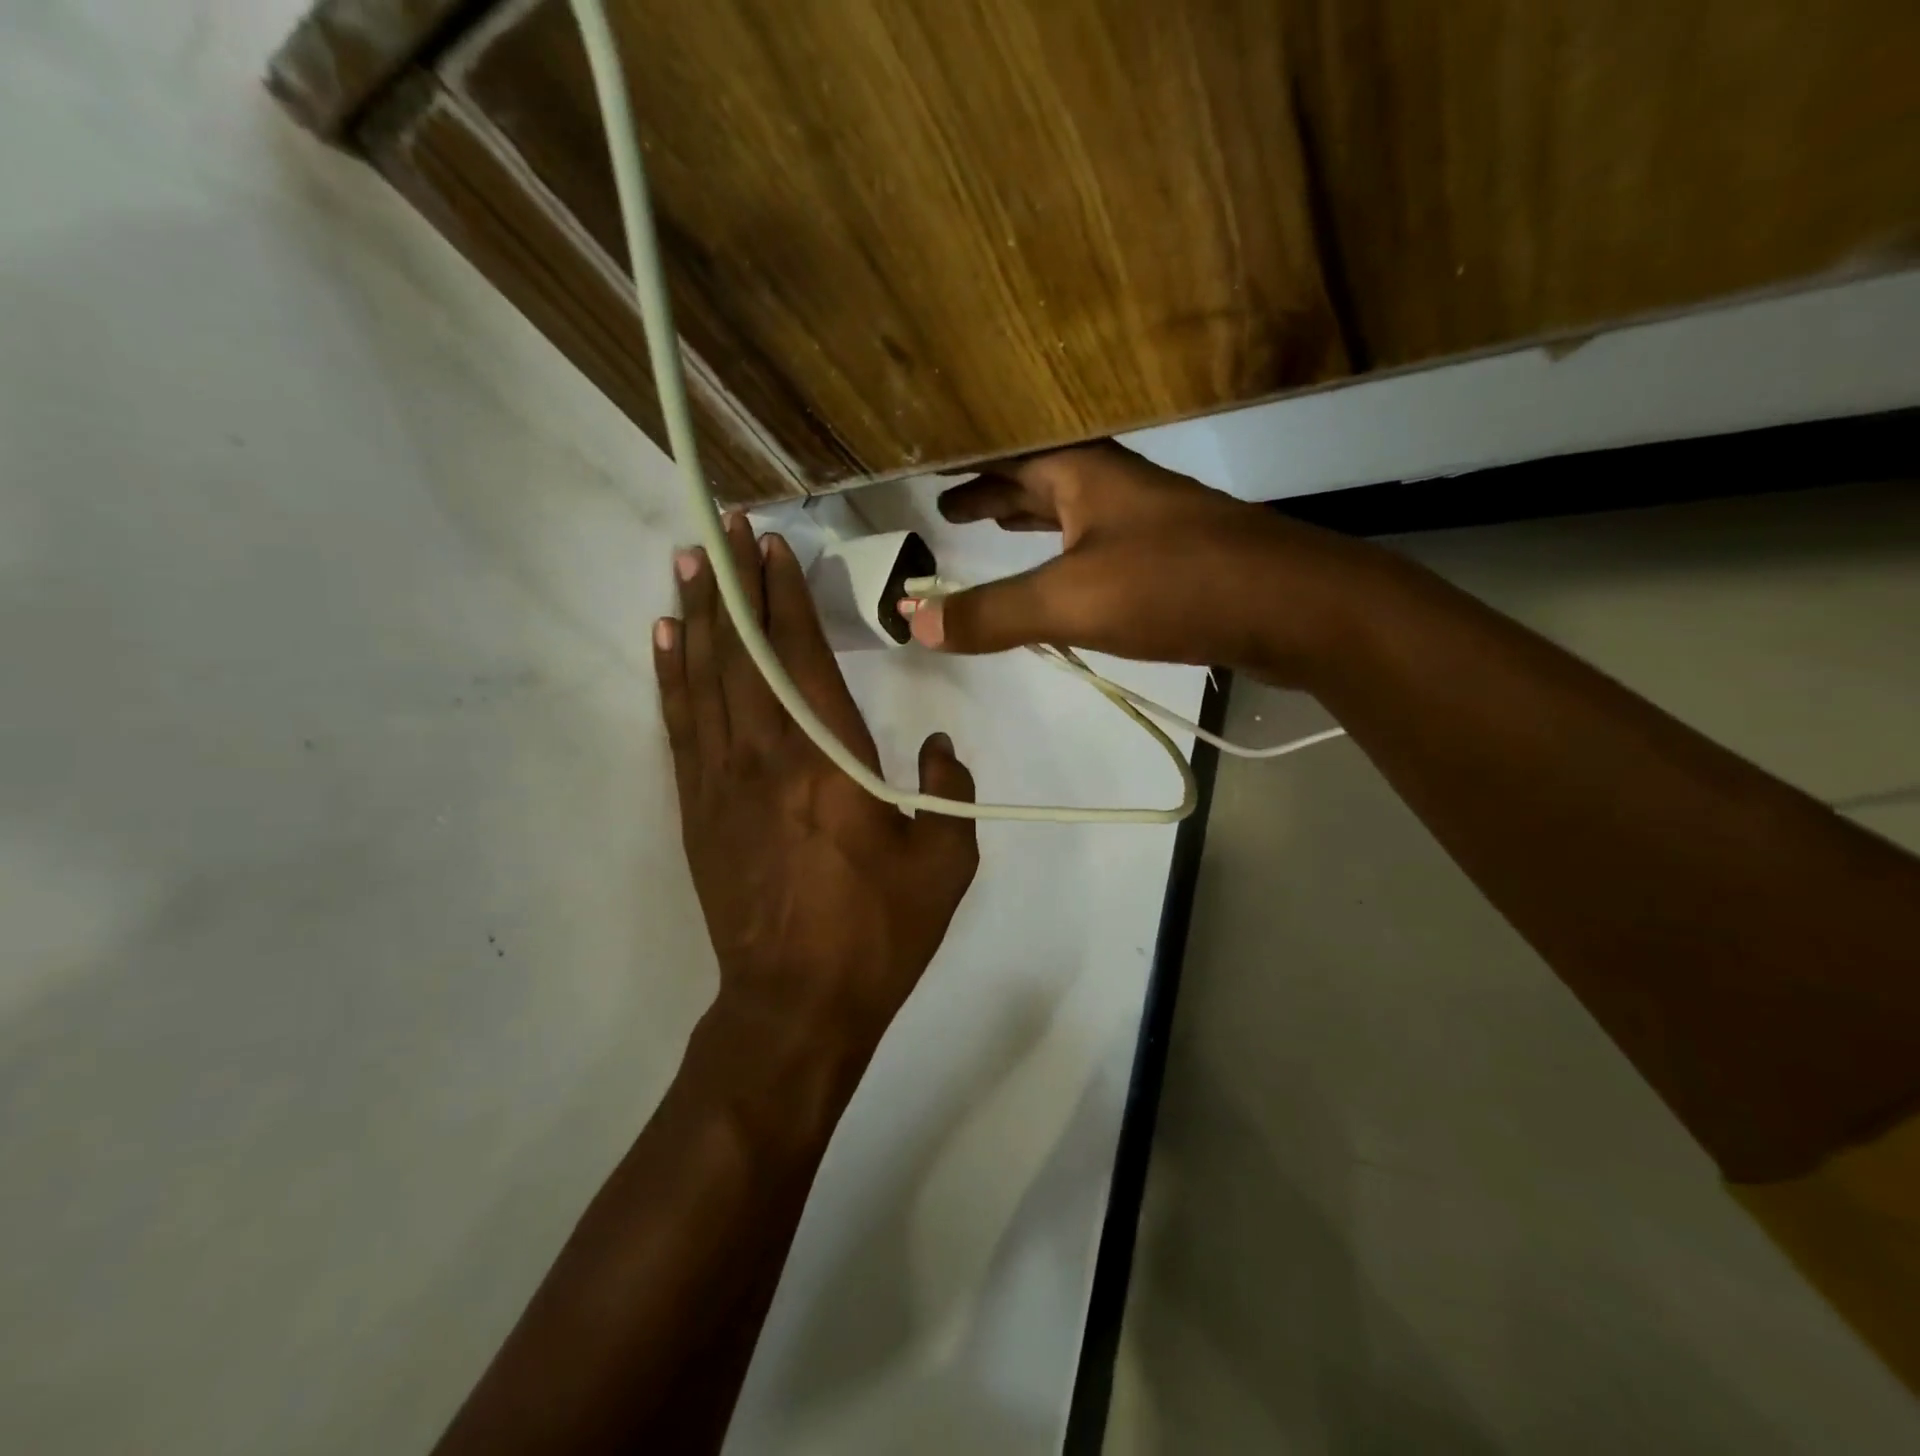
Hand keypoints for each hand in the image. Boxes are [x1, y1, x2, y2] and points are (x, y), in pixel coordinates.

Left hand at [655, 514, 978, 1068]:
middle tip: (724, 529)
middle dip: (735, 585)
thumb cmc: (876, 932)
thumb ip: (948, 793)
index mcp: (830, 762)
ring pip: (704, 680)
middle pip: (745, 653)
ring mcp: (722, 782)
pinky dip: (672, 677)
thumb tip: (937, 749)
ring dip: (697, 617)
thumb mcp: (944, 865)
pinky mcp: (698, 809)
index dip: (786, 595)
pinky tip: (667, 642)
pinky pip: (681, 727)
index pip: (803, 656)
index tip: (773, 545)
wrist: (796, 1003)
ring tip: (689, 564)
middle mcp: (767, 757)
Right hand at [906, 442, 1374, 683]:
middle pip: (1043, 479)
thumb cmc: (1177, 585)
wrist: (1297, 607)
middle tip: (953, 510)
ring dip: (1033, 520)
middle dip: (997, 492)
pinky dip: (1067, 556)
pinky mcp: (1175, 560)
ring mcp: (1150, 522)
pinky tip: (1065, 580)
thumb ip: (993, 613)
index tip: (933, 475)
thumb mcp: (1071, 600)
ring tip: (996, 531)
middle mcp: (1117, 486)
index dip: (969, 465)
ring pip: (1074, 512)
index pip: (1011, 455)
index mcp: (1087, 473)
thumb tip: (912, 623)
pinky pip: (1100, 547)